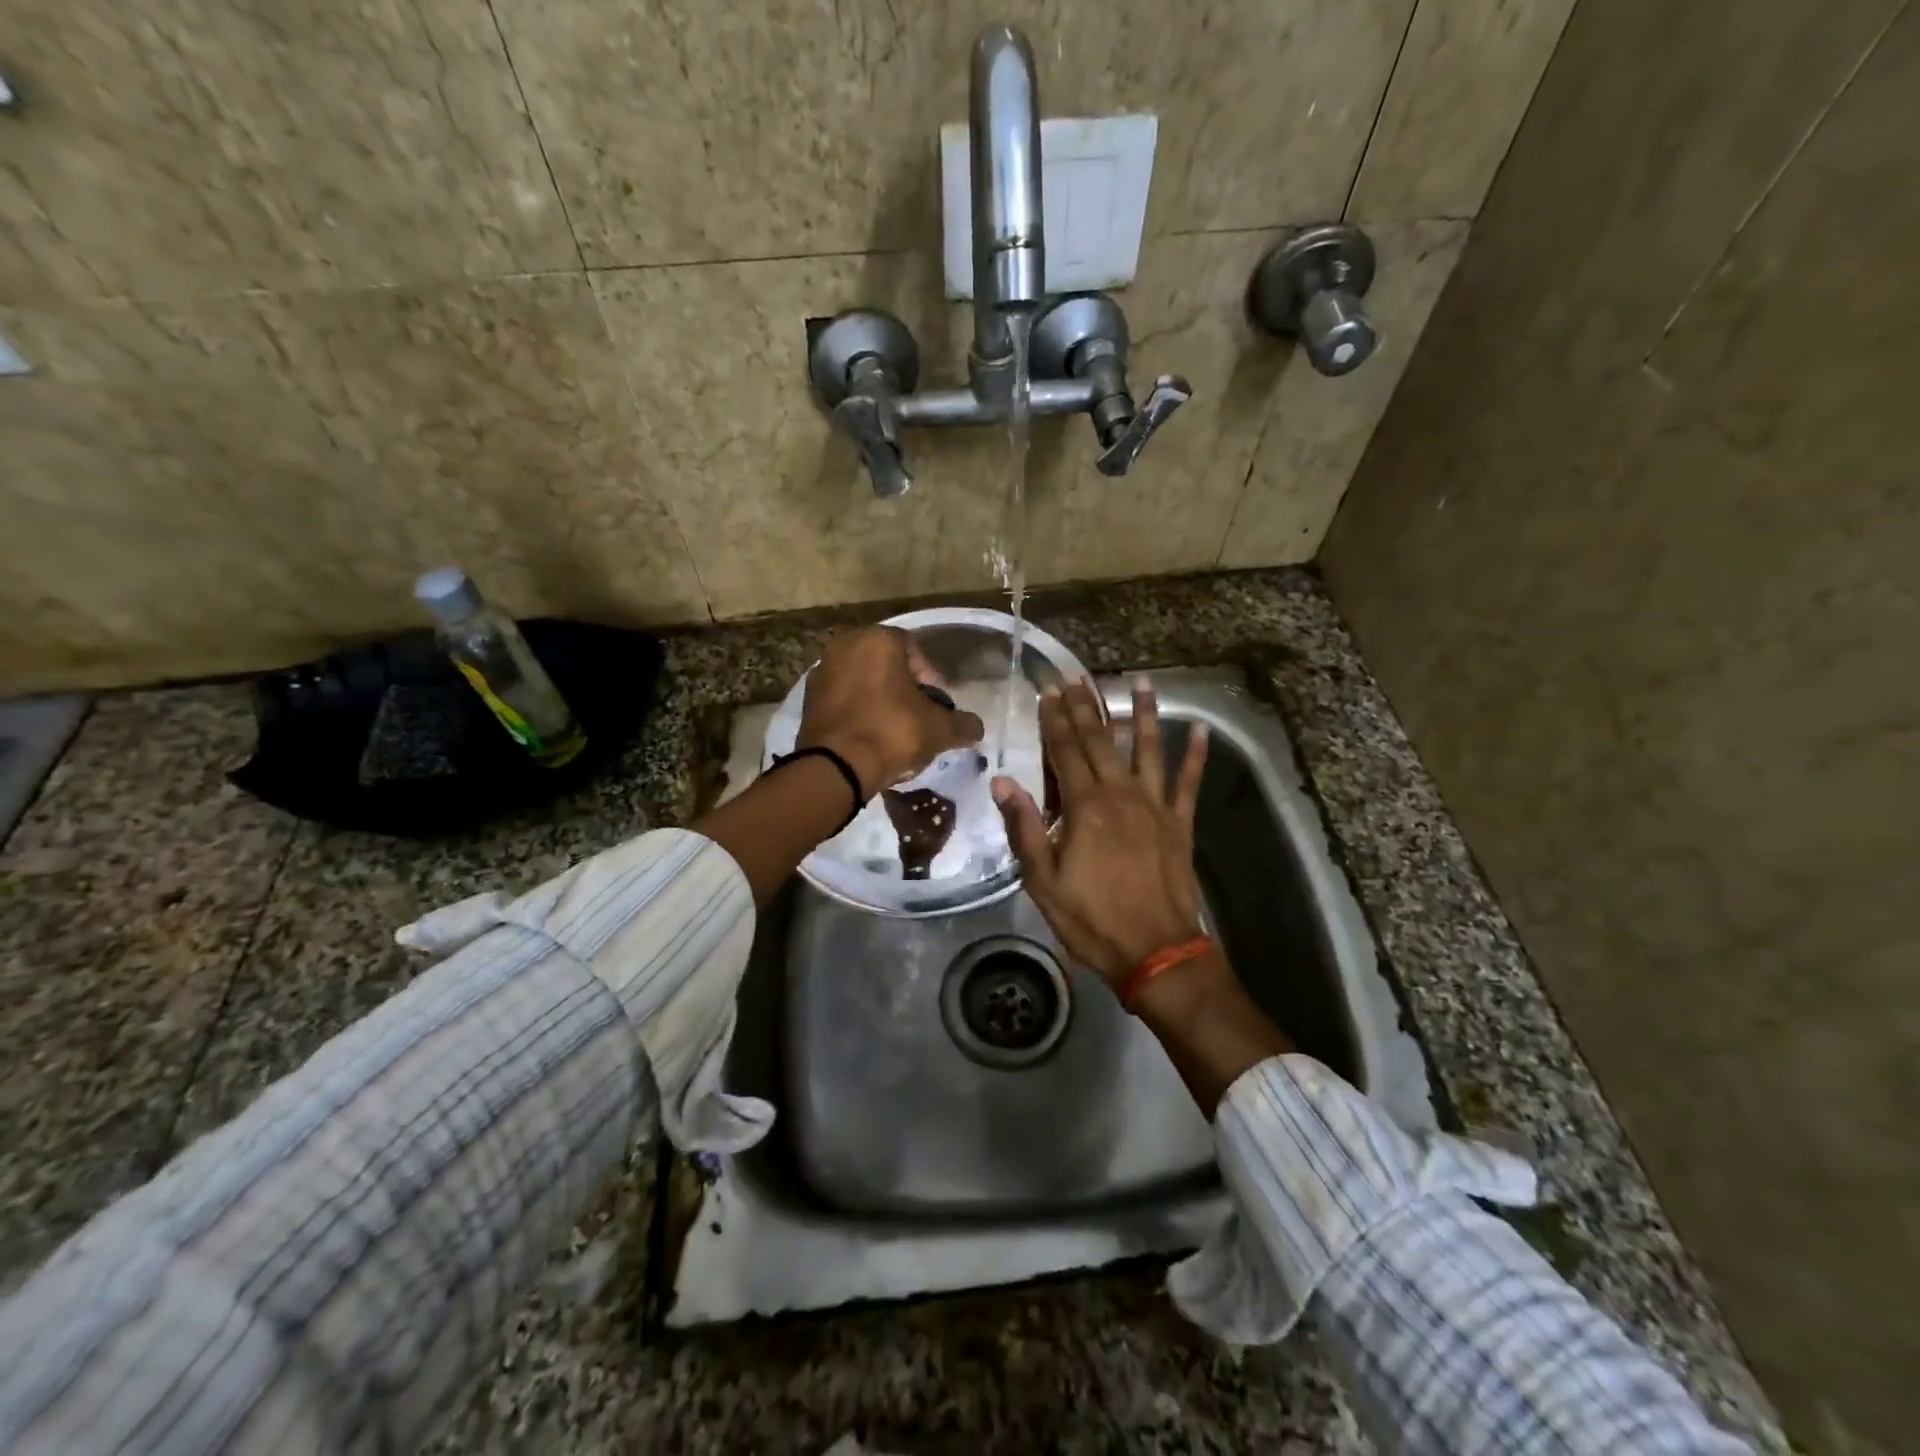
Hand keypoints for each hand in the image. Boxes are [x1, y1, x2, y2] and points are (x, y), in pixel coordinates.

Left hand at [797, 627, 985, 796]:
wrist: (836, 768)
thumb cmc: (892, 733)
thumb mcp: (939, 729)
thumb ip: (963, 724)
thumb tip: (976, 728)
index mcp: (878, 639)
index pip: (916, 651)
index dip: (932, 681)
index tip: (938, 707)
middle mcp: (845, 645)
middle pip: (887, 666)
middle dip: (905, 690)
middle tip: (919, 718)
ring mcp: (822, 670)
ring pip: (864, 682)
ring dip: (881, 701)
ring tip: (895, 731)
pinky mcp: (808, 699)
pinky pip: (843, 700)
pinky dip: (858, 712)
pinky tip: (870, 737)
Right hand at [991, 677, 1208, 986]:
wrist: (1156, 952)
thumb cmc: (1092, 919)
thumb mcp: (1043, 880)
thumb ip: (1026, 827)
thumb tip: (1003, 782)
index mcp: (1086, 807)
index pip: (1064, 751)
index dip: (1055, 719)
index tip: (1048, 691)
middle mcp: (1121, 795)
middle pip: (1100, 741)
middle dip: (1086, 706)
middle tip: (1077, 676)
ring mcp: (1156, 806)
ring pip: (1148, 749)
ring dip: (1144, 714)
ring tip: (1142, 681)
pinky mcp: (1180, 824)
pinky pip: (1190, 783)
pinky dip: (1196, 756)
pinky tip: (1201, 731)